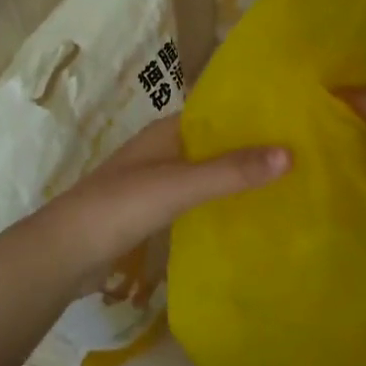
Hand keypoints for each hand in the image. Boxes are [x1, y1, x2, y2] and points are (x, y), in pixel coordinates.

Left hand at [34, 115, 289, 278]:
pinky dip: (218, 201)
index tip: (295, 121)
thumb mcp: (180, 185)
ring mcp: (155, 181)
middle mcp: (162, 149)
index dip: (253, 115)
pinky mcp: (151, 211)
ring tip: (283, 183)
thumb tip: (290, 154)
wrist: (64, 253)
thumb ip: (231, 171)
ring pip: (205, 171)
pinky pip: (195, 198)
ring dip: (235, 176)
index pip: (218, 112)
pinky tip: (244, 214)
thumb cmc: (121, 206)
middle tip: (301, 155)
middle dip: (251, 148)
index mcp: (167, 131)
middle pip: (215, 143)